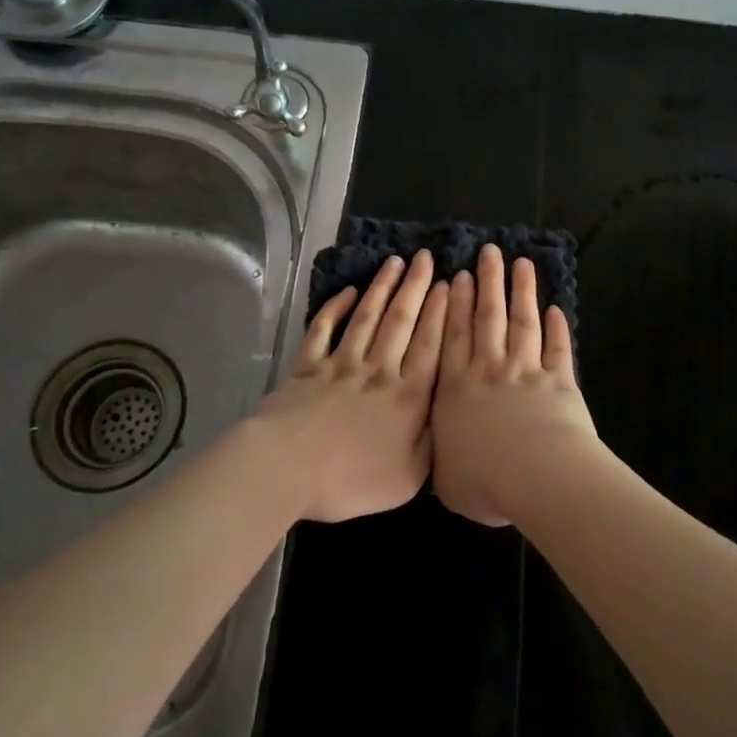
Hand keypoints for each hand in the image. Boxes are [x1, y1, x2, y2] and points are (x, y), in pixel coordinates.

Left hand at [247, 250, 447, 522]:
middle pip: (400, 321)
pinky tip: (347, 292)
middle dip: (415, 287)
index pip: (429, 345)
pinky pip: (323, 330)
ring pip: (366, 318)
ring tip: (394, 262)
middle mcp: (378, 371)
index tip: (447, 282)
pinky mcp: (307, 367)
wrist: (287, 468)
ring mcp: (340, 365)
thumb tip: (448, 418)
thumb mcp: (409, 477)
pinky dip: (334, 308)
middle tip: (425, 257)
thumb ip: (432, 444)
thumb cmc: (351, 479)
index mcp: (407, 396)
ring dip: (381, 288)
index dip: (440, 312)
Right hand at [431, 243, 600, 525]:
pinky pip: (557, 348)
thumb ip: (440, 455)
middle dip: (488, 282)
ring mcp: (525, 371)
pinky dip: (558, 329)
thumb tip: (436, 450)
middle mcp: (488, 370)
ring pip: (522, 322)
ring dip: (522, 292)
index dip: (455, 305)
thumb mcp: (445, 477)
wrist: (536, 476)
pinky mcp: (559, 380)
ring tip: (522, 264)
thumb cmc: (484, 480)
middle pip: (487, 317)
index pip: (453, 337)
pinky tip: (556, 310)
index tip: (459, 276)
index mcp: (455, 389)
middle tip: (488, 252)